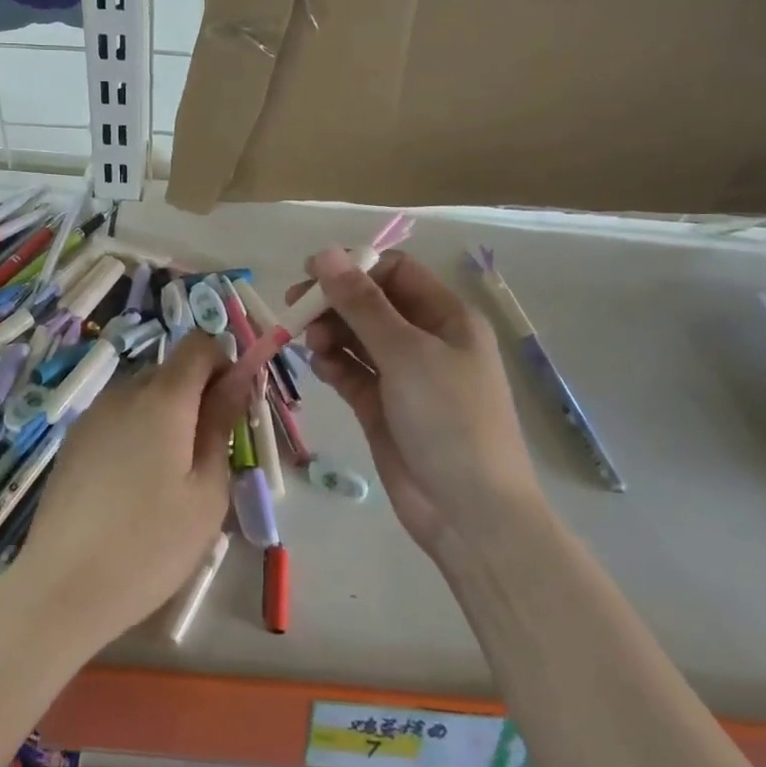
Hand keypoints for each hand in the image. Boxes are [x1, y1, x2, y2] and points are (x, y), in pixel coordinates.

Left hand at [4, 332, 252, 653]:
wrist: (62, 587)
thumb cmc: (150, 544)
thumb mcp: (206, 490)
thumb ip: (222, 423)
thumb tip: (238, 377)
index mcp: (163, 397)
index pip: (198, 344)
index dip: (224, 363)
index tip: (232, 408)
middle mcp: (124, 391)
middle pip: (170, 370)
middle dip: (196, 396)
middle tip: (207, 455)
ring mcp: (93, 414)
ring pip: (143, 395)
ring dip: (166, 417)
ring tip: (168, 478)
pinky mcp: (73, 440)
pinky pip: (118, 417)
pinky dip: (137, 433)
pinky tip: (133, 487)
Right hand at [297, 249, 540, 553]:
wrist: (470, 513)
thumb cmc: (449, 419)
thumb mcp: (406, 353)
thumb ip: (361, 303)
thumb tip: (325, 253)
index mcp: (447, 317)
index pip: (395, 273)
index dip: (354, 268)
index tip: (311, 275)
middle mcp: (426, 340)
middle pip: (371, 304)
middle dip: (334, 303)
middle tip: (295, 310)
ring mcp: (404, 375)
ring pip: (357, 337)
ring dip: (331, 334)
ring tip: (312, 346)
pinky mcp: (383, 407)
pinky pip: (352, 372)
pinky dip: (334, 366)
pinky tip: (321, 369)